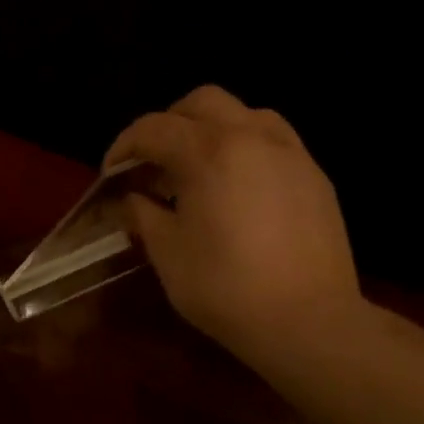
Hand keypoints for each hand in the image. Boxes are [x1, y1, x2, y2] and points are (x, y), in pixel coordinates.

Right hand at [104, 86, 362, 356]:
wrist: (308, 321)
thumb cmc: (224, 287)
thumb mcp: (167, 252)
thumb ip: (143, 215)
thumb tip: (128, 201)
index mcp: (209, 153)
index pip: (153, 128)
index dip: (123, 147)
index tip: (109, 175)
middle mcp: (252, 138)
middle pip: (202, 102)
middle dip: (168, 124)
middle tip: (151, 163)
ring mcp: (290, 154)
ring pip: (244, 114)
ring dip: (210, 130)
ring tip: (194, 170)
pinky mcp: (314, 176)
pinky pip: (273, 140)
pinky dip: (243, 148)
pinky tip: (233, 188)